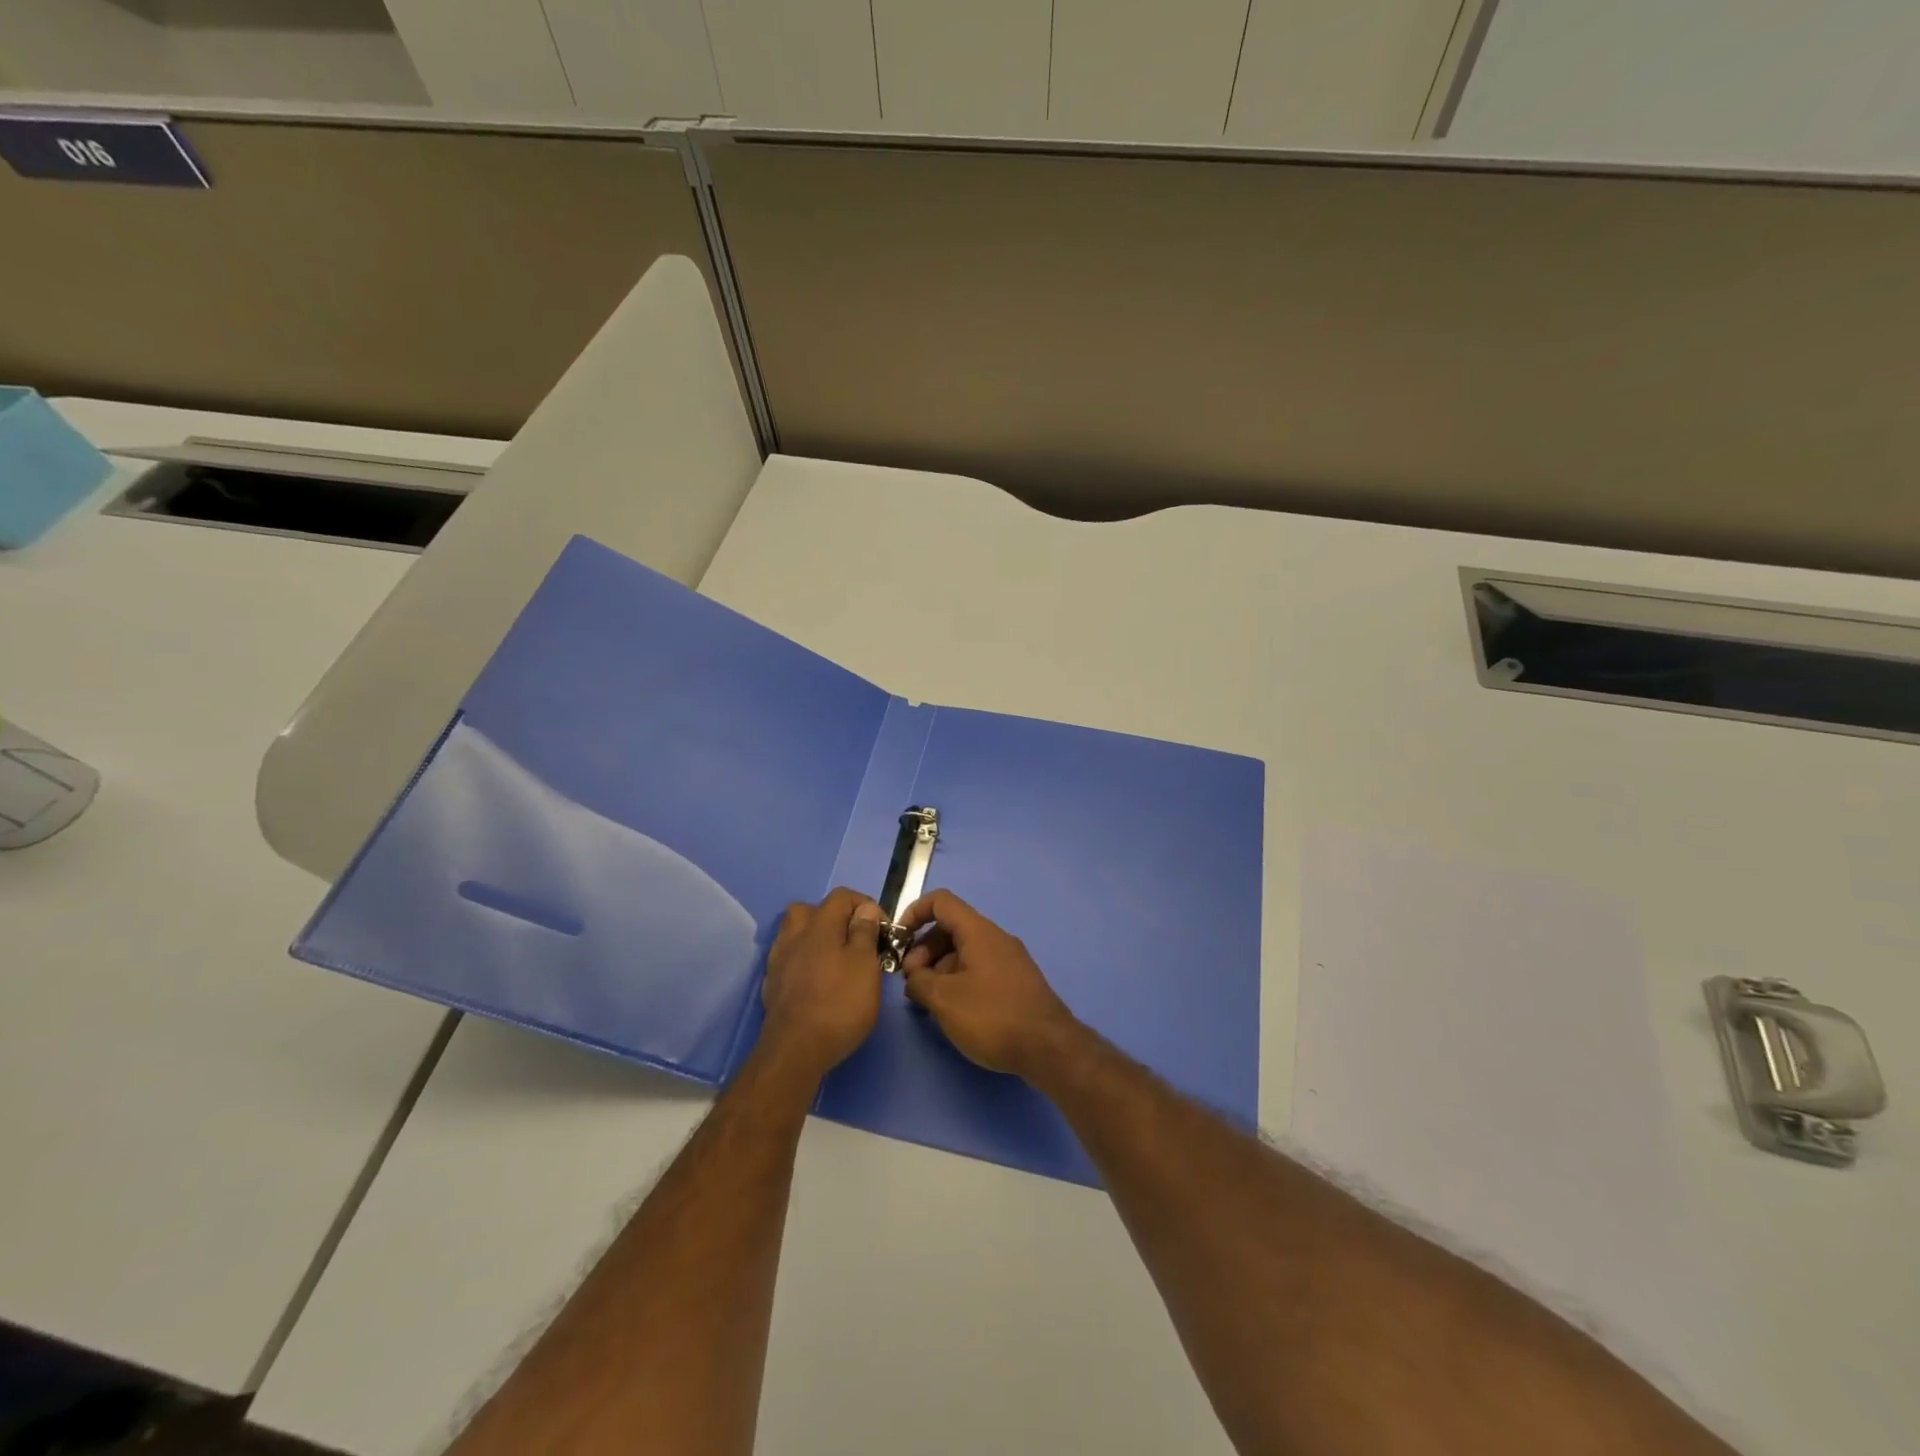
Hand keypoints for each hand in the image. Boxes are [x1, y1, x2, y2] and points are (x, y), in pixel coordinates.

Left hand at [760, 888, 884, 1080]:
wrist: (795, 1050)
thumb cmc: (839, 1003)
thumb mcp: (865, 965)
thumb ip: (864, 932)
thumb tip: (864, 910)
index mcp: (820, 925)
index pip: (841, 896)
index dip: (864, 905)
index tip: (881, 928)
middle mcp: (794, 935)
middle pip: (810, 910)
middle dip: (833, 918)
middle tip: (852, 939)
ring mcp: (779, 959)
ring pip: (795, 933)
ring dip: (814, 938)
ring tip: (834, 958)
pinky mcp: (772, 983)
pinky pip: (789, 958)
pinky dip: (803, 961)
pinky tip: (816, 980)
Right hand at [899, 890, 1079, 1078]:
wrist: (1048, 1048)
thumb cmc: (992, 1017)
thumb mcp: (944, 999)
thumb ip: (919, 982)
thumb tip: (914, 977)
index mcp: (979, 931)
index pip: (941, 902)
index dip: (914, 913)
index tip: (898, 940)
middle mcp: (995, 938)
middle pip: (951, 928)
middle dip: (924, 949)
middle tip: (912, 982)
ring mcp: (1009, 959)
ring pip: (964, 951)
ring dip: (940, 968)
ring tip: (928, 1000)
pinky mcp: (1015, 982)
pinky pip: (979, 968)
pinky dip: (958, 979)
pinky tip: (952, 1009)